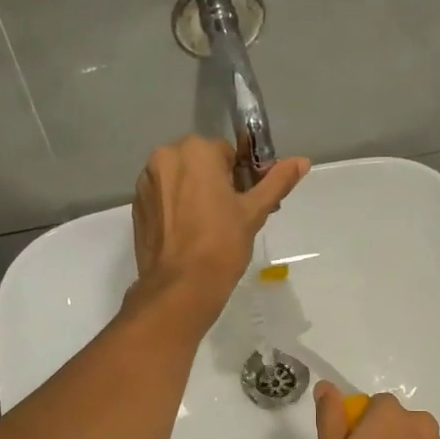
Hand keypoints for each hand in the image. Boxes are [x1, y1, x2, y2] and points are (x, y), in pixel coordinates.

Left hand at [129, 136, 308, 322]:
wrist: (181, 287)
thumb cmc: (222, 244)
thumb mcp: (254, 211)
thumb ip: (277, 181)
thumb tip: (302, 160)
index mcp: (195, 151)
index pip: (227, 152)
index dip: (242, 176)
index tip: (246, 201)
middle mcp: (165, 157)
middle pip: (200, 162)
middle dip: (216, 181)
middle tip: (231, 215)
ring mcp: (146, 182)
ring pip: (180, 178)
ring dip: (195, 192)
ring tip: (209, 226)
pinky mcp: (137, 206)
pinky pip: (164, 196)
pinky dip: (177, 207)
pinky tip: (189, 233)